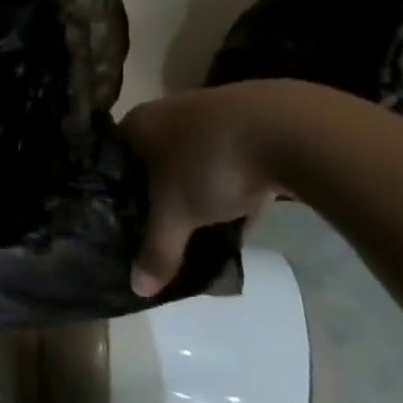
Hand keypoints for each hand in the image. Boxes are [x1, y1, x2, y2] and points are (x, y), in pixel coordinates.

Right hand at [118, 85, 288, 296]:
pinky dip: (233, 184)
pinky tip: (243, 213)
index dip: (117, 193)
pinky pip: (231, 160)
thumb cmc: (208, 164)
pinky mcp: (251, 121)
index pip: (114, 160)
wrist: (288, 129)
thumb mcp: (176, 215)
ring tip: (203, 226)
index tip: (123, 221)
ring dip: (198, 189)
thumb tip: (138, 290)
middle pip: (154, 160)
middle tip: (162, 227)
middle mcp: (166, 111)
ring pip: (194, 160)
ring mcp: (210, 112)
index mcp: (137, 124)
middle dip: (160, 194)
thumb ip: (157, 251)